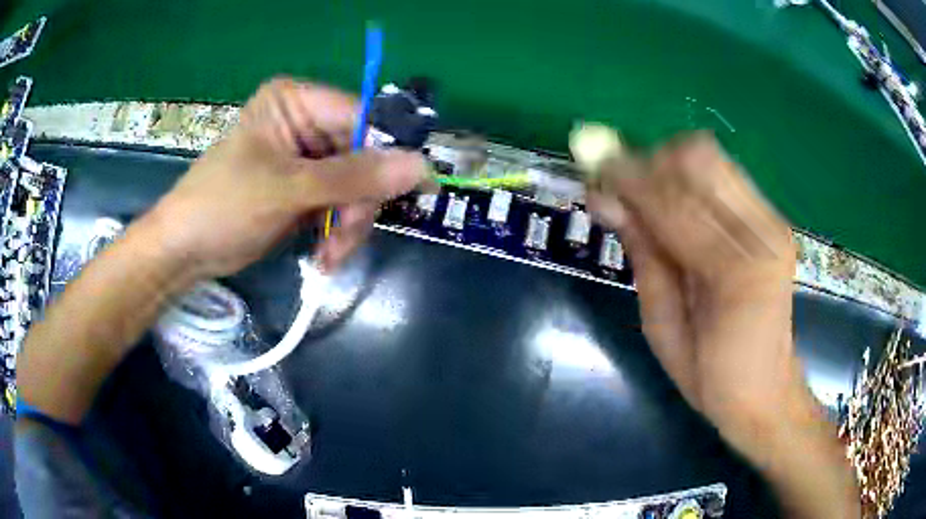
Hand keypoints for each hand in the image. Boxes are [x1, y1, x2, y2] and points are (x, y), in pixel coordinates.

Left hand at [146, 78, 427, 279]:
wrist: (186, 251)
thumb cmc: (224, 206)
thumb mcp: (288, 189)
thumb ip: (354, 177)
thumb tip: (421, 165)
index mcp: (297, 102)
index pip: (362, 117)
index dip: (387, 154)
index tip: (412, 191)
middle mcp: (306, 122)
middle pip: (363, 156)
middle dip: (359, 202)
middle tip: (346, 236)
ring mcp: (307, 158)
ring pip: (357, 187)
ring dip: (349, 225)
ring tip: (331, 257)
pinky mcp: (305, 188)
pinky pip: (341, 205)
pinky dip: (338, 233)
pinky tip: (324, 257)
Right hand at [586, 131, 802, 439]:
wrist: (765, 388)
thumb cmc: (709, 374)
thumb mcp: (662, 328)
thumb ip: (643, 255)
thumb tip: (604, 200)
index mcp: (734, 274)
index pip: (673, 202)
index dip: (629, 180)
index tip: (594, 175)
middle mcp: (761, 234)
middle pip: (698, 160)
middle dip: (650, 164)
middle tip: (621, 189)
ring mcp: (772, 223)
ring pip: (712, 157)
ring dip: (670, 166)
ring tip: (649, 196)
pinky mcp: (774, 220)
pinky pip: (725, 174)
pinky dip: (692, 177)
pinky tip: (679, 203)